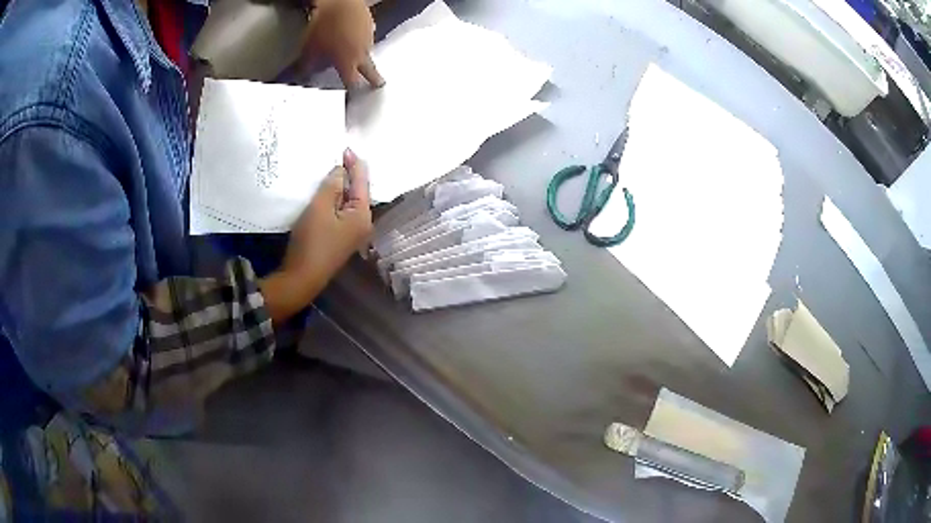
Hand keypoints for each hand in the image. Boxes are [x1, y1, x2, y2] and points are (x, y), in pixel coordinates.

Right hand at [285, 149, 371, 278]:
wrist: (301, 277)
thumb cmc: (312, 241)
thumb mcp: (320, 207)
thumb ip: (333, 185)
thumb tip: (342, 170)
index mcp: (363, 215)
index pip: (362, 181)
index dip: (354, 163)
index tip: (344, 147)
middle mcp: (363, 223)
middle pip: (359, 192)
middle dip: (349, 174)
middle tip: (337, 156)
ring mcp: (352, 233)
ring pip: (349, 202)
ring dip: (341, 187)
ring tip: (331, 170)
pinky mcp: (341, 238)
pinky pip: (341, 212)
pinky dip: (336, 200)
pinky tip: (327, 192)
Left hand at [304, 0, 384, 87]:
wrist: (339, 2)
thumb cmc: (324, 26)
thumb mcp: (309, 49)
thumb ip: (308, 66)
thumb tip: (302, 75)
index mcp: (348, 62)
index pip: (353, 83)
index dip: (352, 89)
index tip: (354, 92)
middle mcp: (362, 52)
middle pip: (370, 70)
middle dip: (374, 79)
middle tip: (379, 84)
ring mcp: (369, 38)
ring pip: (367, 51)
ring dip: (363, 55)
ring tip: (356, 54)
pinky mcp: (370, 24)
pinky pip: (367, 35)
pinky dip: (361, 38)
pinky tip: (353, 34)